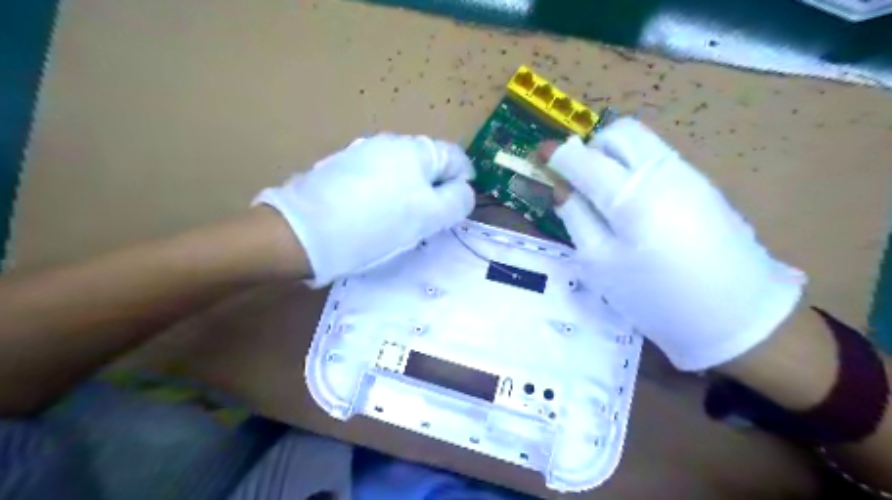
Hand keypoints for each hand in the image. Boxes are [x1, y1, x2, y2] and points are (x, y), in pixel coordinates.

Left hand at [255, 135, 472, 286]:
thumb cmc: (377, 225)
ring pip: (400, 173)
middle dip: (433, 191)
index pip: (455, 158)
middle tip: (424, 221)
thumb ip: (457, 201)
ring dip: (407, 194)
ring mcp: (361, 153)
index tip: (453, 210)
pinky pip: (375, 179)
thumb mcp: (428, 217)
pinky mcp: (340, 168)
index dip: (462, 183)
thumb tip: (463, 189)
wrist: (304, 232)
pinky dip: (382, 195)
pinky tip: (368, 216)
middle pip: (427, 165)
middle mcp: (389, 143)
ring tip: (394, 222)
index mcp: (415, 149)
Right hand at [540, 120, 806, 370]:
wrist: (736, 315)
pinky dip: (635, 167)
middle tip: (581, 179)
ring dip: (614, 155)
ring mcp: (688, 174)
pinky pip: (659, 158)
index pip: (585, 158)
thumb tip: (564, 189)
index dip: (559, 154)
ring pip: (642, 141)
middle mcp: (661, 172)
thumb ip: (576, 218)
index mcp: (630, 196)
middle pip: (619, 132)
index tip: (542, 154)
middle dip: (592, 147)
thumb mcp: (600, 264)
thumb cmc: (655, 297)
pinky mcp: (703, 185)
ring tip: (606, 195)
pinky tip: (636, 204)